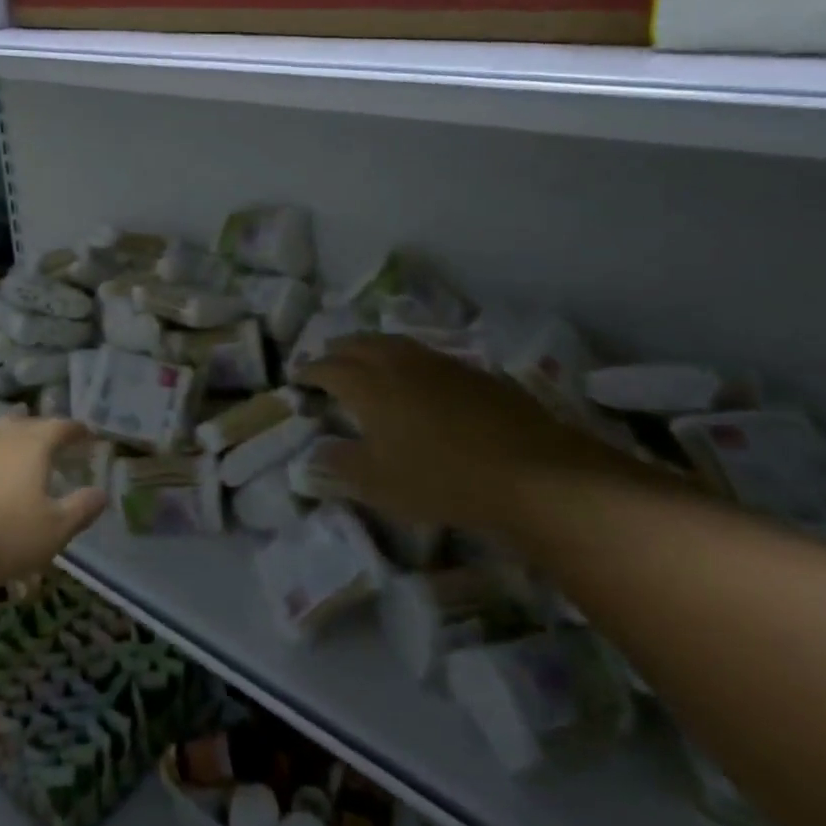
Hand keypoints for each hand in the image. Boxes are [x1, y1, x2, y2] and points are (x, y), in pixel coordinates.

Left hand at [0, 417, 106, 593]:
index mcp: (32, 445)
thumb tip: (101, 493)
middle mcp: (0, 437)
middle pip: (25, 423)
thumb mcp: (52, 532)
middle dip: (43, 430)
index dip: (77, 430)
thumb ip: (80, 510)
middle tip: (55, 443)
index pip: (61, 427)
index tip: (88, 435)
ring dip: (12, 444)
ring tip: (20, 460)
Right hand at [298, 334, 609, 528]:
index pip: (327, 368)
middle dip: (336, 350)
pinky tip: (413, 375)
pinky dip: (403, 357)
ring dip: (369, 346)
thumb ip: (341, 463)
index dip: (309, 371)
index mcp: (367, 385)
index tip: (297, 378)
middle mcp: (397, 362)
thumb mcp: (379, 484)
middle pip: (357, 344)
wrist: (528, 471)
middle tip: (325, 360)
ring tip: (364, 358)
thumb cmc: (440, 479)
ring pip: (392, 341)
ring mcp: (436, 362)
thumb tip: (317, 450)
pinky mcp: (469, 371)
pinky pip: (422, 353)